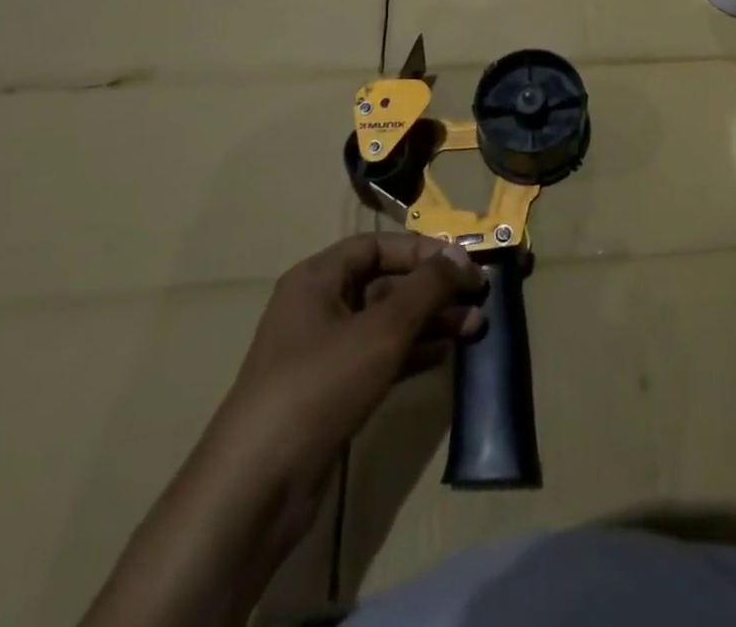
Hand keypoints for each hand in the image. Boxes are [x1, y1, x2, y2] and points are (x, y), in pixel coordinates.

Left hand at [219, 234, 484, 477]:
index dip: (422, 250)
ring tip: (475, 328)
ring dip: (431, 322)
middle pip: (386, 283)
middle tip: (480, 297)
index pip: (378, 246)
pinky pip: (380, 358)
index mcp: (318, 279)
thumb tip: (462, 254)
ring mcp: (323, 353)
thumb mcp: (382, 329)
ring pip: (387, 323)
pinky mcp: (331, 393)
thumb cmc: (319, 385)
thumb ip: (427, 287)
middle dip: (434, 290)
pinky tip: (444, 357)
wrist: (256, 489)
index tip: (464, 264)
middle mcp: (319, 308)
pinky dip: (412, 353)